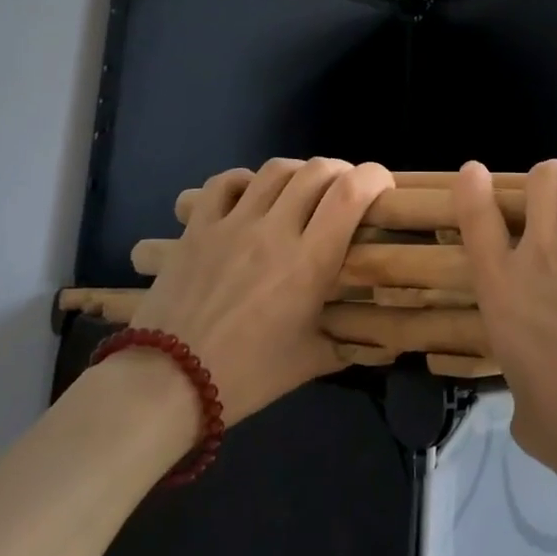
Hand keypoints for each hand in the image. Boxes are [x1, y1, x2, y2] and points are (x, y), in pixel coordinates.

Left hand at [124, 157, 393, 427]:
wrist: (165, 385)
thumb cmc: (246, 376)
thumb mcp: (312, 361)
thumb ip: (353, 341)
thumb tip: (391, 343)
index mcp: (310, 262)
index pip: (351, 192)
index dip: (374, 178)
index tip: (382, 189)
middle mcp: (275, 230)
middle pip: (317, 171)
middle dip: (342, 172)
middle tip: (346, 193)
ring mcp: (232, 224)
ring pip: (275, 170)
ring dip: (299, 173)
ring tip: (303, 192)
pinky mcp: (198, 227)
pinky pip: (225, 182)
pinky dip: (246, 180)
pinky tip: (252, 196)